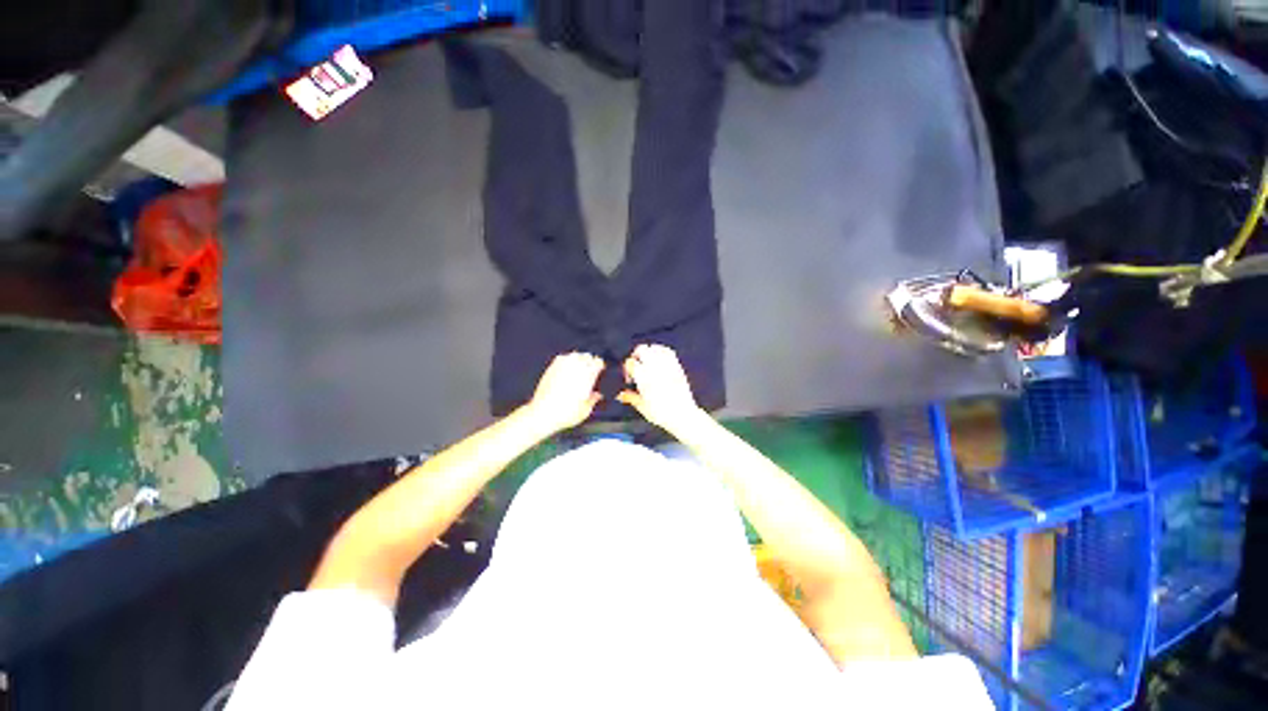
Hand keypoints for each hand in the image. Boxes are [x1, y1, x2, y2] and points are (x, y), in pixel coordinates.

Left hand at [525, 353, 604, 431]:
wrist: (543, 413)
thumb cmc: (565, 413)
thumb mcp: (585, 410)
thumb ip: (593, 399)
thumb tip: (597, 395)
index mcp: (588, 375)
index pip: (598, 361)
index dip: (600, 365)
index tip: (600, 370)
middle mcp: (576, 367)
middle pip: (587, 355)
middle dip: (589, 361)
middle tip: (590, 369)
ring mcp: (562, 366)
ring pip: (575, 354)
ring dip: (578, 359)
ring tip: (578, 367)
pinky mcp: (551, 368)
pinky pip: (562, 357)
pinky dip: (566, 360)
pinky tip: (566, 367)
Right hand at [617, 345, 705, 432]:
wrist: (682, 415)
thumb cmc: (661, 413)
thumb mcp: (642, 407)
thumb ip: (630, 397)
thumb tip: (620, 394)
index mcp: (643, 377)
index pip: (630, 363)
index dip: (627, 368)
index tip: (629, 376)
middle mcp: (654, 368)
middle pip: (641, 350)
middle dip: (636, 355)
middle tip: (635, 365)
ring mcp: (666, 365)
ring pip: (654, 348)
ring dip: (648, 352)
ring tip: (646, 360)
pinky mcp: (676, 367)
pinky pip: (668, 352)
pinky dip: (661, 351)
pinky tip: (659, 358)